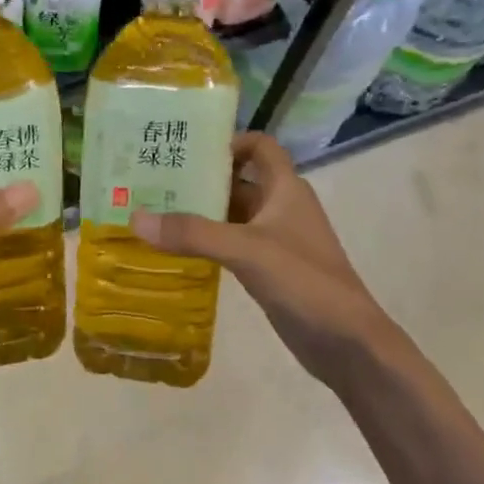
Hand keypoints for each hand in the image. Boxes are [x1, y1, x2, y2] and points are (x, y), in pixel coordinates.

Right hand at [131, 133, 397, 384]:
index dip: (228, 141)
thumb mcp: (246, 250)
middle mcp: (281, 207)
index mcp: (285, 188)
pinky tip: (176, 249)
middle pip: (238, 180)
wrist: (347, 342)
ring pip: (232, 214)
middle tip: (153, 180)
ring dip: (200, 212)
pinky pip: (232, 244)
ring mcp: (275, 240)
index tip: (187, 149)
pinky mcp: (269, 269)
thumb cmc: (304, 281)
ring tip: (154, 211)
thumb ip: (193, 233)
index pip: (259, 146)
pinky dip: (207, 241)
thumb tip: (136, 217)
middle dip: (200, 179)